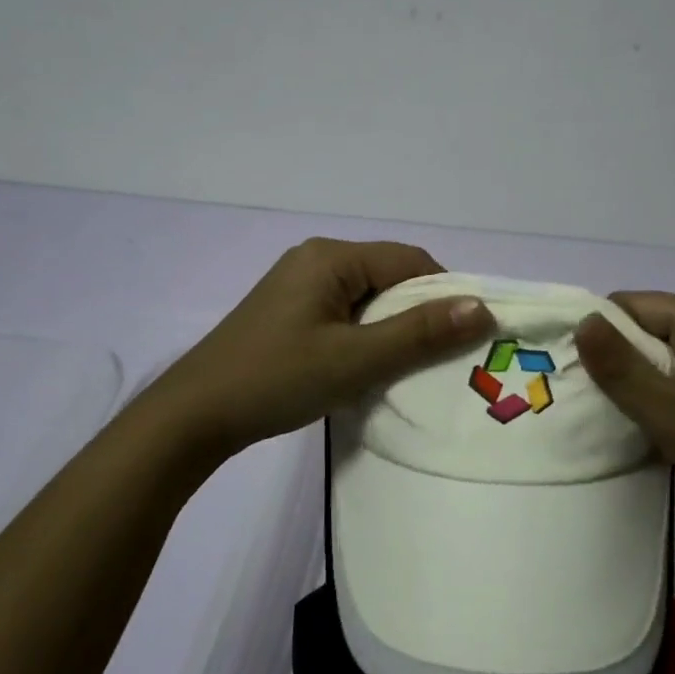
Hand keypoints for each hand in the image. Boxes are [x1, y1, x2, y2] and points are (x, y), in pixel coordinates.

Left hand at [144, 238, 493, 464]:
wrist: (194, 416)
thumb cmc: (277, 379)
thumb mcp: (356, 359)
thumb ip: (419, 333)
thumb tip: (480, 307)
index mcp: (331, 257)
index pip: (409, 261)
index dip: (444, 294)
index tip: (466, 337)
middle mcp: (315, 259)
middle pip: (388, 276)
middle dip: (418, 313)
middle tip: (441, 358)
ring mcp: (298, 285)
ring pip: (368, 298)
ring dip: (392, 328)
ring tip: (407, 367)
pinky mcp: (289, 312)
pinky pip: (345, 313)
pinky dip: (366, 335)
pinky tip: (368, 367)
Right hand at [575, 291, 674, 541]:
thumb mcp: (669, 411)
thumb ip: (621, 367)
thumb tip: (581, 320)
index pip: (628, 305)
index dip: (596, 332)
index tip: (572, 370)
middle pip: (642, 328)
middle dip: (613, 359)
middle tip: (587, 399)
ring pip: (656, 355)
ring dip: (632, 381)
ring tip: (609, 413)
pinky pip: (674, 375)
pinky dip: (654, 393)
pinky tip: (643, 423)